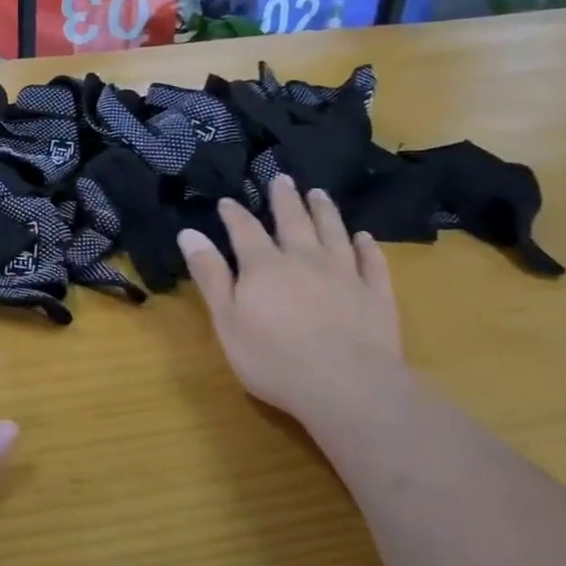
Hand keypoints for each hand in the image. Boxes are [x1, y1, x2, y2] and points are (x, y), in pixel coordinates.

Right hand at [177, 176, 407, 433]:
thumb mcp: (227, 320)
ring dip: (325, 211)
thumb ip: (210, 275)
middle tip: (282, 178)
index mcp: (263, 265)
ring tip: (319, 193)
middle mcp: (304, 259)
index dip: (234, 214)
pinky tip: (364, 237)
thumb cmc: (274, 358)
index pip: (244, 229)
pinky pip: (371, 262)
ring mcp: (344, 274)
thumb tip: (189, 233)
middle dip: (285, 198)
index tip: (227, 201)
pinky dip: (367, 247)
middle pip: (293, 220)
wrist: (347, 387)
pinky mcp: (376, 294)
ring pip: (333, 232)